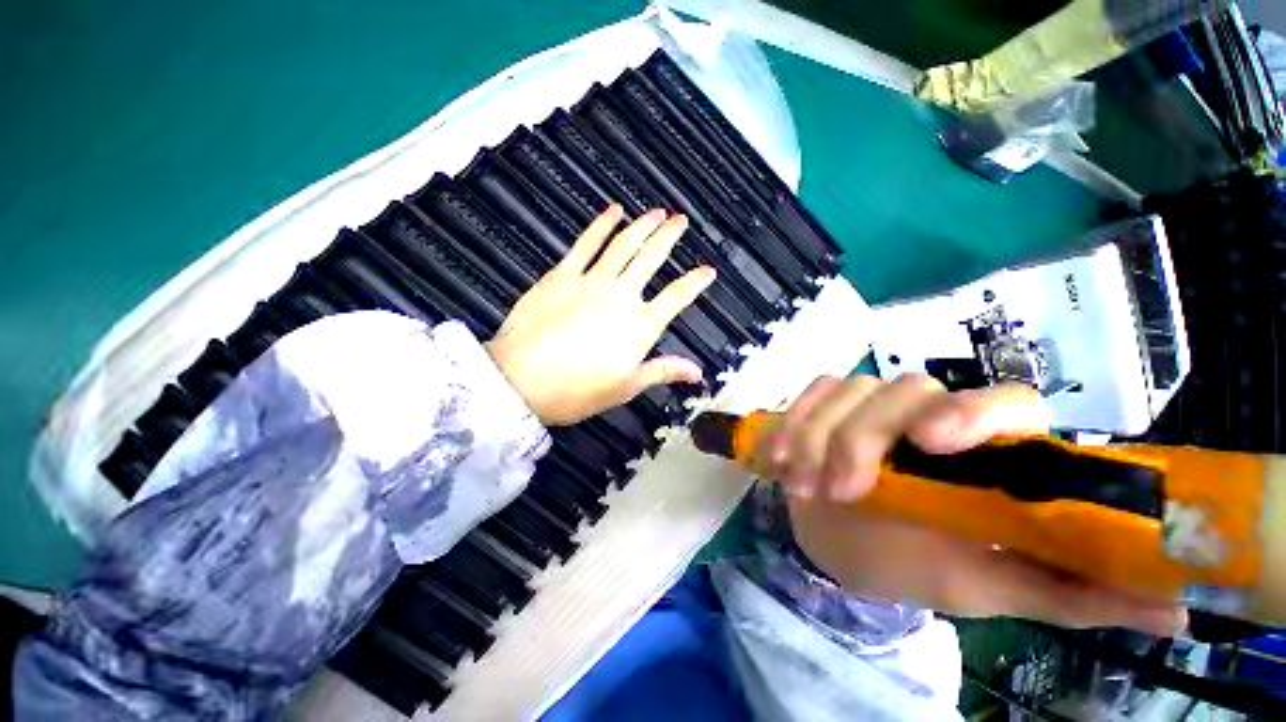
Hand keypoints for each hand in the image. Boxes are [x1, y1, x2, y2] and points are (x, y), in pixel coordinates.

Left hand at [487, 204, 714, 425]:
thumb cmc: (576, 391)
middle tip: (681, 221)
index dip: (695, 282)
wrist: (521, 382)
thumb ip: (663, 372)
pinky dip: (602, 225)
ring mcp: (591, 282)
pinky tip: (613, 211)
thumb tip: (696, 372)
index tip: (708, 271)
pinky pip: (586, 243)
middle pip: (651, 259)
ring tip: (656, 212)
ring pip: (624, 245)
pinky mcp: (562, 276)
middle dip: (669, 237)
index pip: (677, 297)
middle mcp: (621, 297)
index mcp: (639, 326)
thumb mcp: (626, 387)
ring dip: (642, 225)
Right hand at [763, 375, 1186, 635]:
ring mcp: (869, 405)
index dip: (973, 412)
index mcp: (985, 454)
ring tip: (800, 484)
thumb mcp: (990, 586)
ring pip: (846, 391)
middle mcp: (930, 415)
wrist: (843, 544)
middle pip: (901, 391)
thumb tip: (1176, 603)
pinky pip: (808, 396)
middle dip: (861, 439)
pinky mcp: (825, 406)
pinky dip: (790, 424)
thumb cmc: (917, 566)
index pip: (1004, 401)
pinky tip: (777, 459)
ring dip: (814, 437)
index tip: (932, 444)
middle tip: (839, 491)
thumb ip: (1070, 592)